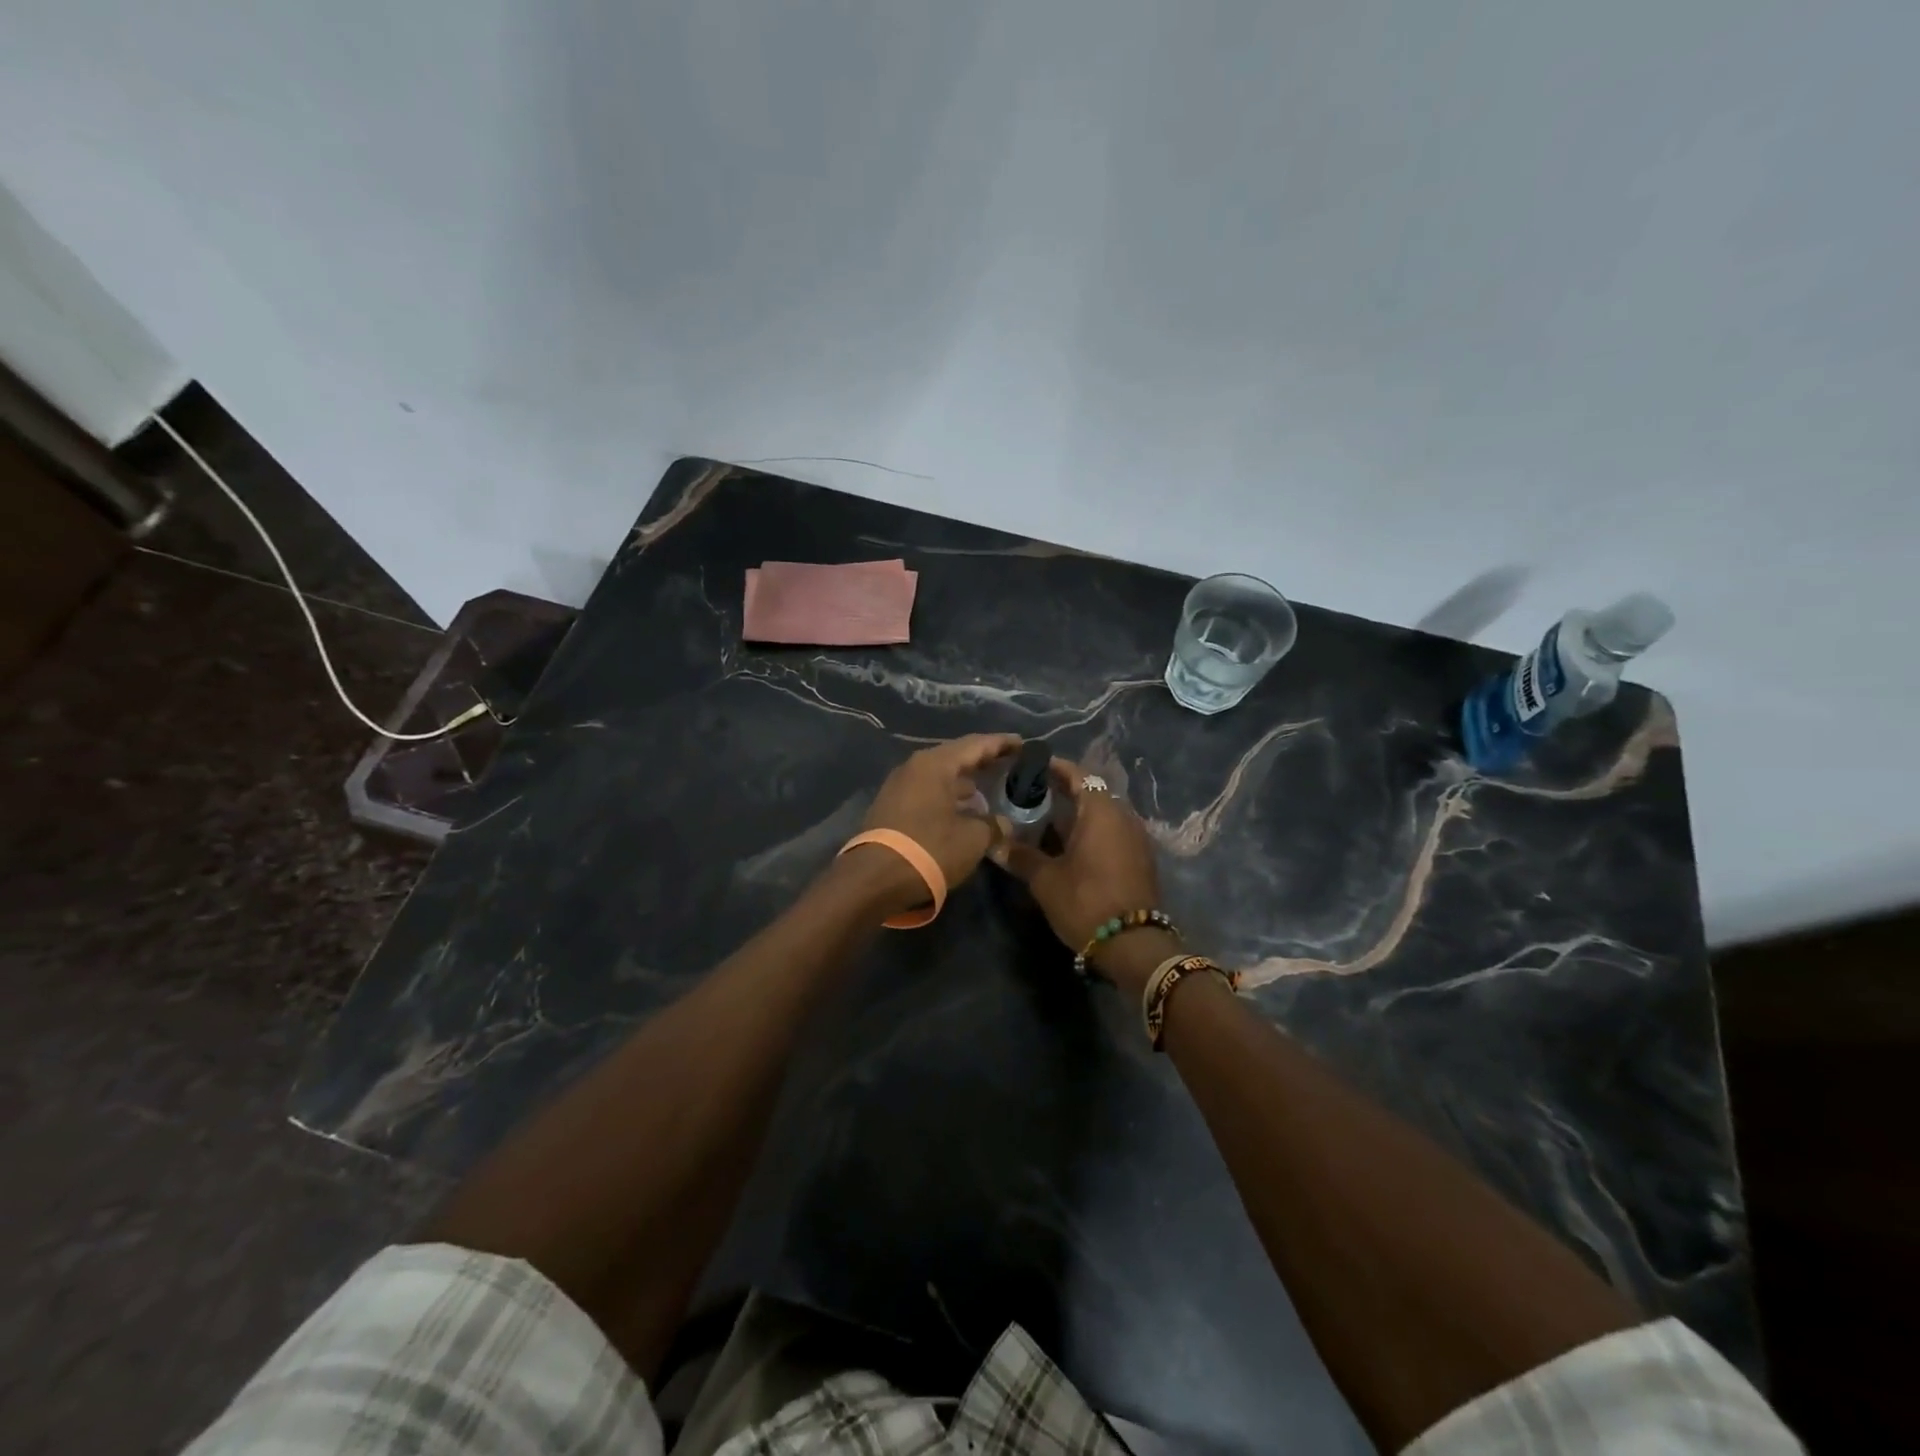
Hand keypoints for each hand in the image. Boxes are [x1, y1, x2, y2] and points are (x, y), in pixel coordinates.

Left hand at [848, 733, 1020, 915]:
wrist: (873, 879)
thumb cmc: (929, 849)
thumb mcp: (973, 839)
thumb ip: (994, 825)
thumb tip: (1003, 823)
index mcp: (935, 764)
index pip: (976, 744)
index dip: (1002, 743)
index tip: (1023, 743)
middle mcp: (914, 767)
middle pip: (956, 756)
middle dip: (983, 760)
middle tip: (1009, 763)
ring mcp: (899, 786)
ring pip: (941, 776)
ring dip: (965, 781)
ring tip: (989, 789)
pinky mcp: (892, 807)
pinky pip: (928, 792)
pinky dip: (949, 795)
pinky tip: (964, 810)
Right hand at [991, 757, 1171, 989]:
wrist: (1134, 945)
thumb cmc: (1086, 901)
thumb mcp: (1045, 879)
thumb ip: (1020, 855)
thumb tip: (993, 842)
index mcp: (1101, 810)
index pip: (1077, 775)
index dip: (1053, 768)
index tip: (1030, 766)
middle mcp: (1123, 816)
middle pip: (1090, 793)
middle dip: (1062, 792)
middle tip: (1031, 795)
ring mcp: (1136, 837)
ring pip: (1101, 814)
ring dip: (1076, 814)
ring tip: (1044, 821)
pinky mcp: (1140, 858)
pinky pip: (1112, 832)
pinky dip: (1090, 831)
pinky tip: (1068, 846)